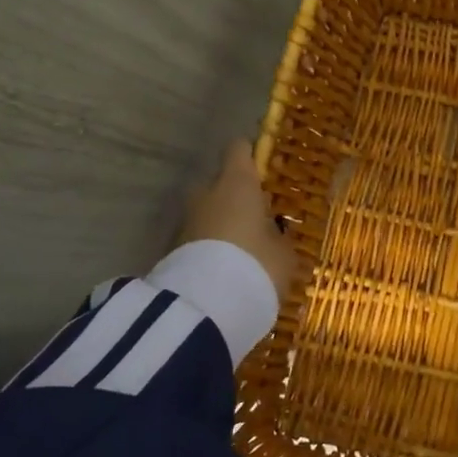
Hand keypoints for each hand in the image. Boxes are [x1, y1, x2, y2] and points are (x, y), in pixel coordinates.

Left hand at [180, 140, 296, 303]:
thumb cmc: (257, 264)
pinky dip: (210, 248)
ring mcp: (186, 221)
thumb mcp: (284, 253)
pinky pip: (199, 240)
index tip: (264, 166)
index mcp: (237, 182)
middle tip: (257, 218)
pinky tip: (228, 268)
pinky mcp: (173, 250)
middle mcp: (207, 193)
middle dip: (235, 197)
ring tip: (243, 250)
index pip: (239, 149)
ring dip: (222, 225)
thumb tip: (276, 236)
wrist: (206, 307)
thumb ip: (279, 238)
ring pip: (208, 213)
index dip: (251, 155)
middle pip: (220, 183)